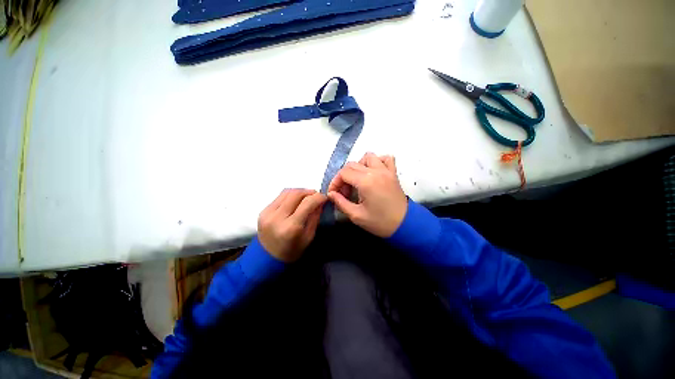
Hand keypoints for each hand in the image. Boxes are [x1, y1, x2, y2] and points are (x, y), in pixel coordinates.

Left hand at [258, 189, 326, 261]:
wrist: (268, 258)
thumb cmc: (291, 252)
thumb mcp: (308, 238)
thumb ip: (314, 218)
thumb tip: (320, 202)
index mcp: (291, 227)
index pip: (307, 204)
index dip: (318, 197)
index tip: (324, 197)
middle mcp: (277, 217)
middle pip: (295, 194)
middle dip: (308, 192)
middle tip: (316, 195)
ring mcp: (268, 213)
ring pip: (286, 192)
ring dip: (298, 192)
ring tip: (305, 197)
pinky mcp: (262, 211)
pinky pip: (278, 198)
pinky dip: (288, 197)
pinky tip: (293, 202)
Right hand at [327, 152, 407, 237]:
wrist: (404, 224)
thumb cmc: (380, 222)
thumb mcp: (357, 216)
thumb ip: (341, 203)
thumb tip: (331, 194)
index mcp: (365, 182)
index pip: (343, 173)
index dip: (335, 182)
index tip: (334, 194)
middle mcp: (375, 171)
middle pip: (352, 164)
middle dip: (344, 177)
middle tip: (345, 192)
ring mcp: (386, 171)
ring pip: (368, 157)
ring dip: (359, 166)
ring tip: (358, 180)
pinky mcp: (393, 173)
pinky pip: (386, 159)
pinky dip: (378, 161)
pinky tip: (373, 172)